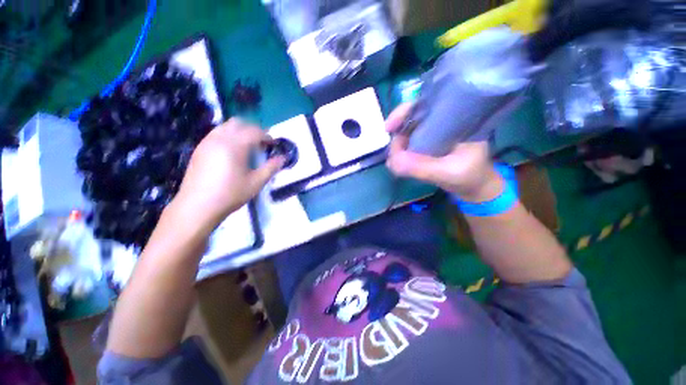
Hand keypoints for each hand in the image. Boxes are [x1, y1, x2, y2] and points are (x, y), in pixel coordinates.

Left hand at [173, 118, 284, 229]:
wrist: (197, 206)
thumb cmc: (230, 194)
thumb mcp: (256, 182)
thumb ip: (271, 168)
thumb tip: (283, 158)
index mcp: (235, 145)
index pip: (254, 131)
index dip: (267, 136)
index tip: (273, 144)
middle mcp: (219, 138)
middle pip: (238, 123)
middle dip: (253, 129)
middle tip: (261, 143)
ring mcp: (207, 142)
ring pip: (226, 126)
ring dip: (240, 131)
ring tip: (248, 147)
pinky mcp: (200, 149)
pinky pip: (217, 133)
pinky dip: (228, 136)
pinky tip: (232, 152)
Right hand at [385, 104, 502, 201]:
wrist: (476, 186)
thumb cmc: (471, 176)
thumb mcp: (448, 173)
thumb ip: (421, 167)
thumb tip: (391, 161)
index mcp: (455, 118)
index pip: (426, 104)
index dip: (404, 111)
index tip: (388, 127)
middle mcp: (442, 121)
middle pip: (412, 116)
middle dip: (397, 132)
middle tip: (393, 154)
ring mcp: (433, 133)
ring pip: (408, 130)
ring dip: (397, 144)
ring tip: (394, 161)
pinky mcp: (427, 144)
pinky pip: (408, 142)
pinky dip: (400, 151)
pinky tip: (396, 162)